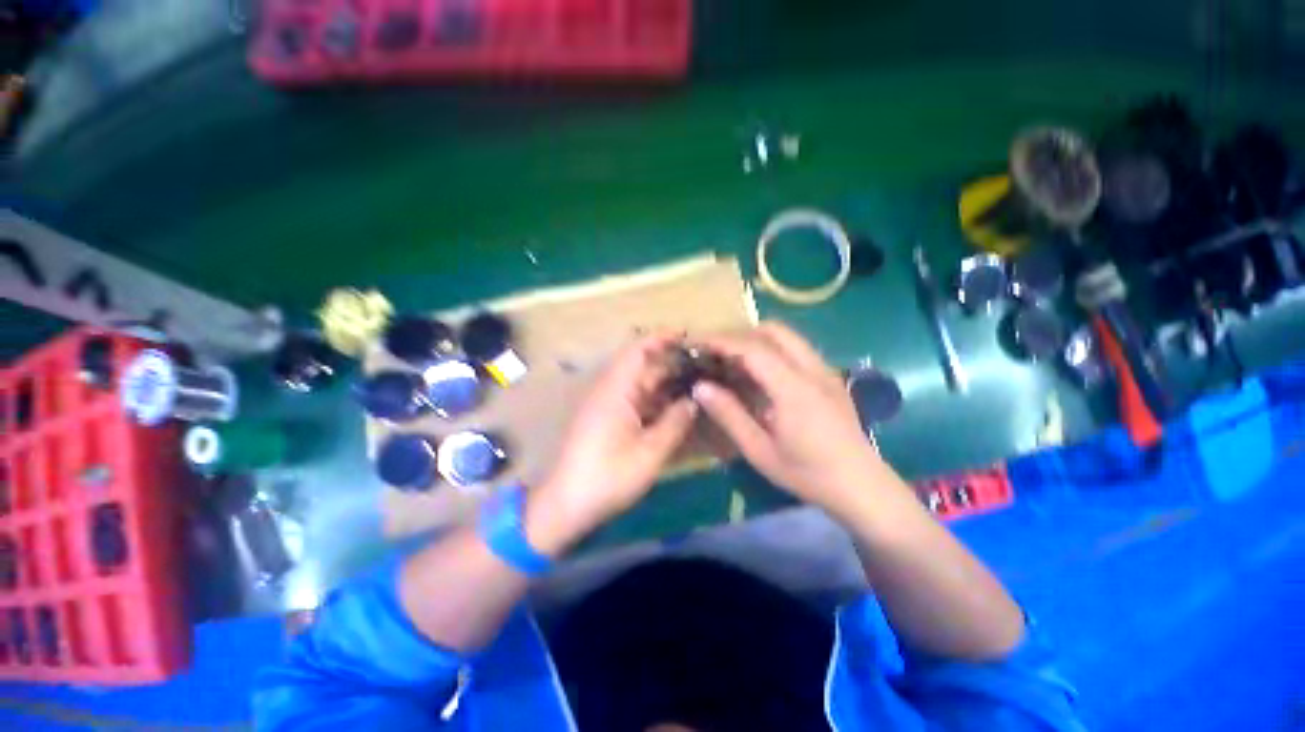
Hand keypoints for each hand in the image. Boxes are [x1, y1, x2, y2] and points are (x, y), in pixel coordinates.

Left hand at [528, 333, 696, 552]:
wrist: (565, 504)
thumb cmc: (607, 477)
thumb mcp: (649, 453)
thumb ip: (675, 423)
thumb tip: (693, 400)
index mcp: (616, 390)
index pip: (638, 350)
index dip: (662, 339)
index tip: (687, 336)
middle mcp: (610, 390)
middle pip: (643, 366)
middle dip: (671, 364)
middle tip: (704, 367)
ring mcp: (607, 405)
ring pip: (641, 384)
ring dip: (666, 383)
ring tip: (697, 384)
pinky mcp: (607, 419)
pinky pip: (635, 400)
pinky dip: (656, 400)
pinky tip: (676, 408)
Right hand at [693, 322, 885, 515]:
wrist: (862, 486)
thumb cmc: (808, 474)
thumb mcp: (759, 450)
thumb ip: (729, 415)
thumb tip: (700, 387)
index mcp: (794, 389)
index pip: (752, 348)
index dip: (721, 341)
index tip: (696, 342)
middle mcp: (812, 369)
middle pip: (773, 330)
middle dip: (739, 333)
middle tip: (715, 350)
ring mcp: (825, 370)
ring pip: (787, 336)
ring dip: (755, 338)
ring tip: (731, 358)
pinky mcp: (829, 376)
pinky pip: (796, 348)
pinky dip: (771, 348)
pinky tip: (758, 372)